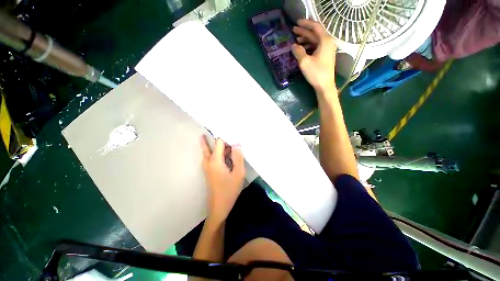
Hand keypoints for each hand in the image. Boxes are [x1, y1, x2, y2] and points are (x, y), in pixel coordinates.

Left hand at [201, 136, 244, 223]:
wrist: (218, 206)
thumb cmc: (229, 190)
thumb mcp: (238, 174)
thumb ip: (238, 157)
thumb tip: (237, 143)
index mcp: (215, 160)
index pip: (219, 142)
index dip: (226, 136)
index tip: (233, 132)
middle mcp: (208, 161)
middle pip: (211, 145)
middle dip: (218, 139)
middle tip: (226, 132)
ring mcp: (207, 167)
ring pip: (209, 152)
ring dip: (217, 147)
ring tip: (226, 141)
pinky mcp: (208, 172)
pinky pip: (211, 159)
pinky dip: (217, 154)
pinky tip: (226, 156)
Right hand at [292, 19, 336, 93]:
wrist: (325, 87)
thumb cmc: (316, 73)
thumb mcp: (304, 61)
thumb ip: (298, 50)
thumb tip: (294, 45)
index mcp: (325, 41)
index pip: (316, 27)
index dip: (306, 23)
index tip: (296, 22)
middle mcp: (328, 43)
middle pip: (316, 32)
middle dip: (304, 30)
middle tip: (293, 29)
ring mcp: (328, 49)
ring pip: (315, 39)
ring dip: (306, 37)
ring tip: (295, 37)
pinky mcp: (326, 55)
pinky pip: (317, 44)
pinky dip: (309, 43)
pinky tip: (301, 46)